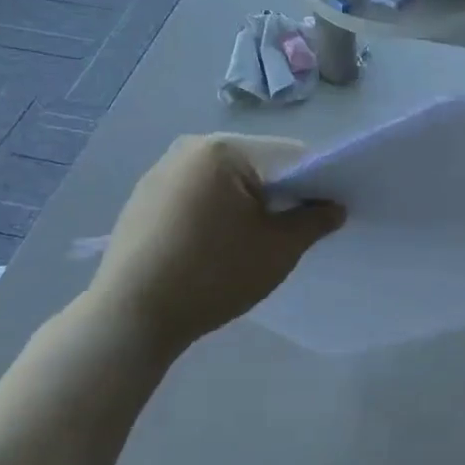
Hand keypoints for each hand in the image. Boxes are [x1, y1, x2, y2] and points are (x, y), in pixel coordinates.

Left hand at [86, 134, 344, 356]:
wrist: (131, 316)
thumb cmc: (213, 275)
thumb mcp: (278, 250)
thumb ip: (314, 221)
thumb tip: (333, 207)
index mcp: (223, 149)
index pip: (289, 156)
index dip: (316, 183)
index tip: (324, 215)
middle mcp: (190, 147)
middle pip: (256, 164)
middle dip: (279, 194)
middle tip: (290, 233)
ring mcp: (161, 170)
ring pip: (225, 179)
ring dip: (246, 203)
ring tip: (250, 244)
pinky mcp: (144, 196)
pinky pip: (197, 193)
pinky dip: (216, 211)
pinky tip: (213, 246)